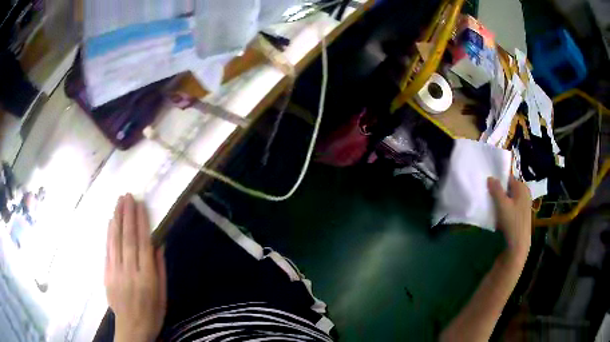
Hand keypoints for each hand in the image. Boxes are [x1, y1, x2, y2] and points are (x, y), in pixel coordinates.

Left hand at [105, 194, 166, 341]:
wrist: (132, 328)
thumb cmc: (152, 313)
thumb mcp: (163, 295)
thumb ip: (160, 270)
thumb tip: (158, 245)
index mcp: (147, 278)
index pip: (143, 244)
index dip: (142, 223)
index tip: (141, 205)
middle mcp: (130, 272)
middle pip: (128, 239)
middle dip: (128, 215)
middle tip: (128, 195)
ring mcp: (116, 273)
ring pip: (115, 241)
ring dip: (117, 219)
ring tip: (119, 201)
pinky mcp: (106, 275)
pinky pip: (108, 250)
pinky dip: (109, 234)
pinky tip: (111, 221)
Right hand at [488, 177, 531, 260]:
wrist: (519, 243)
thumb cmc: (512, 221)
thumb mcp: (502, 204)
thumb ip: (496, 189)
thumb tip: (490, 177)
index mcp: (522, 187)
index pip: (508, 178)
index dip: (498, 182)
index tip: (489, 189)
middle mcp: (525, 193)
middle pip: (509, 189)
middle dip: (500, 193)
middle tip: (490, 199)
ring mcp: (524, 205)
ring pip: (510, 199)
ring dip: (502, 202)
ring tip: (494, 209)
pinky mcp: (522, 215)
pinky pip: (512, 207)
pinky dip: (506, 210)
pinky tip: (500, 217)